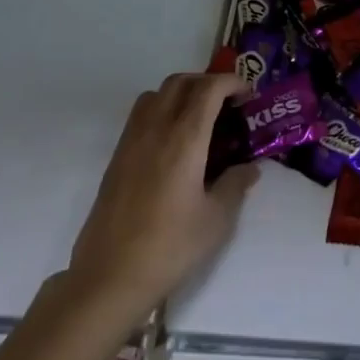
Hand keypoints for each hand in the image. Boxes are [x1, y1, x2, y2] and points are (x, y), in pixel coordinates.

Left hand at [66, 72, 259, 321]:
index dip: (231, 82)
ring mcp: (131, 141)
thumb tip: (249, 168)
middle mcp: (156, 129)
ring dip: (181, 92)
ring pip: (156, 93)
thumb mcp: (216, 220)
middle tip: (227, 104)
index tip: (248, 95)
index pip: (208, 89)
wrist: (109, 277)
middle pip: (180, 82)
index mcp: (184, 139)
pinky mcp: (116, 157)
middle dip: (207, 83)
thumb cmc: (169, 247)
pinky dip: (161, 109)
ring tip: (199, 117)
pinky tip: (173, 142)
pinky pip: (141, 115)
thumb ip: (235, 185)